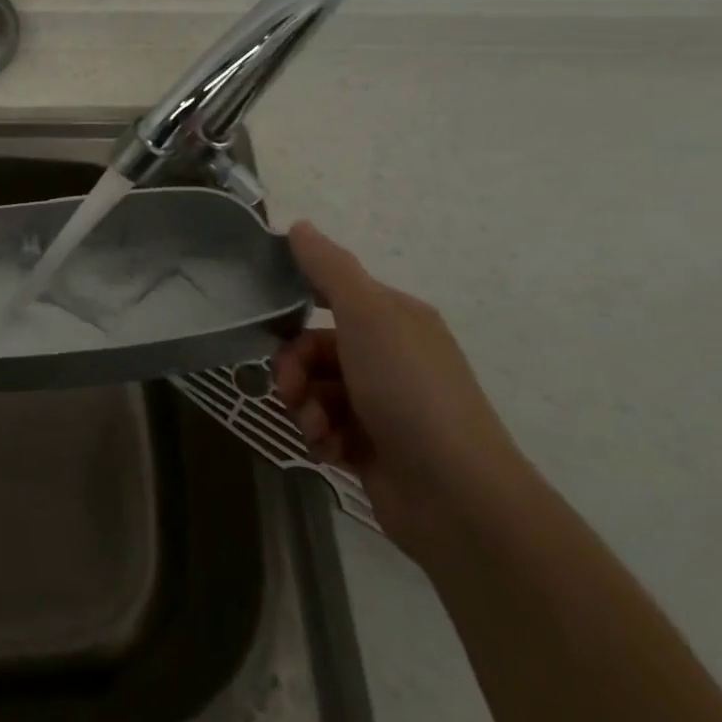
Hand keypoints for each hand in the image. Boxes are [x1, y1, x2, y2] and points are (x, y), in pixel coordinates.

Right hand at [271, 222, 527, 557]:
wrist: (456, 495)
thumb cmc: (411, 393)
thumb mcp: (369, 317)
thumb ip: (330, 270)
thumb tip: (299, 226)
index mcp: (394, 320)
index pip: (330, 295)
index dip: (295, 305)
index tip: (265, 320)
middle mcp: (389, 357)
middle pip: (313, 348)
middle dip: (293, 369)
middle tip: (290, 391)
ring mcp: (381, 405)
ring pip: (314, 391)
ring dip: (303, 407)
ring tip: (315, 428)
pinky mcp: (371, 446)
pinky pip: (324, 428)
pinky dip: (318, 437)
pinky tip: (328, 450)